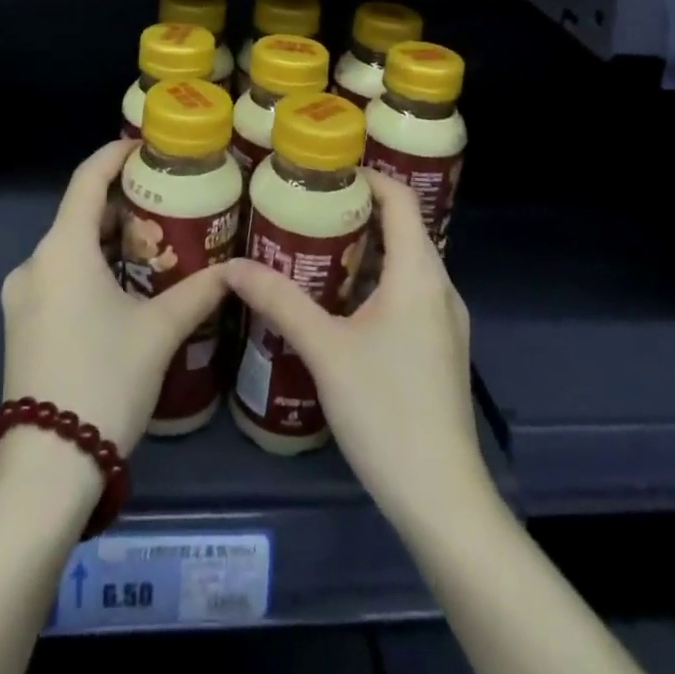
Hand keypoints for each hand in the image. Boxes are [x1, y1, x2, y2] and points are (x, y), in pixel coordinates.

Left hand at [0, 139, 231, 453]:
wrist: (47, 467)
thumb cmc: (105, 379)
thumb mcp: (159, 331)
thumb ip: (198, 293)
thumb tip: (235, 271)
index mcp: (63, 249)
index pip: (87, 180)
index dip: (114, 155)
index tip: (144, 147)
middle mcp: (35, 263)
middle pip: (80, 215)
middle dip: (122, 207)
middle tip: (167, 206)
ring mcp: (22, 297)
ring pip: (70, 250)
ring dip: (108, 242)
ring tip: (155, 248)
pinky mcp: (21, 325)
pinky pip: (59, 278)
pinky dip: (91, 270)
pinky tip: (124, 290)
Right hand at [222, 169, 488, 529]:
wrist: (442, 500)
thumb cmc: (385, 410)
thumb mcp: (324, 349)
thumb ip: (278, 301)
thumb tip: (231, 266)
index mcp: (419, 273)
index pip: (400, 198)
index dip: (366, 177)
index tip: (321, 173)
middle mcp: (440, 287)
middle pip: (401, 228)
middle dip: (354, 213)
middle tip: (303, 209)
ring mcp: (444, 322)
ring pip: (404, 264)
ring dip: (362, 250)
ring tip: (310, 249)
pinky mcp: (439, 349)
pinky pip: (407, 294)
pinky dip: (374, 282)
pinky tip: (336, 303)